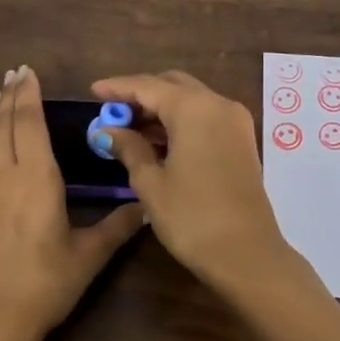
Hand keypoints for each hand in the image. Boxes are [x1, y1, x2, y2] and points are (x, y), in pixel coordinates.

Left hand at [0, 66, 143, 340]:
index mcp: (37, 179)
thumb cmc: (44, 284)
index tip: (29, 72)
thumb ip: (117, 227)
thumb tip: (146, 206)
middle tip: (14, 72)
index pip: (32, 124)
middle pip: (6, 125)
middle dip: (11, 96)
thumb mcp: (88, 256)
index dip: (30, 96)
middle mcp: (6, 175)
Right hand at [93, 68, 339, 340]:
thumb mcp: (151, 183)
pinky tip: (157, 142)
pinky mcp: (241, 141)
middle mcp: (218, 105)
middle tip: (112, 112)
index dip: (118, 87)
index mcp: (194, 108)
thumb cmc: (192, 218)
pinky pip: (205, 118)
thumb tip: (109, 131)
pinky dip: (180, 122)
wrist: (247, 255)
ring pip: (191, 101)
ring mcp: (235, 122)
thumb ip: (129, 148)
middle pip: (173, 86)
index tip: (92, 92)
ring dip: (160, 109)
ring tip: (128, 129)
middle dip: (141, 95)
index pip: (148, 86)